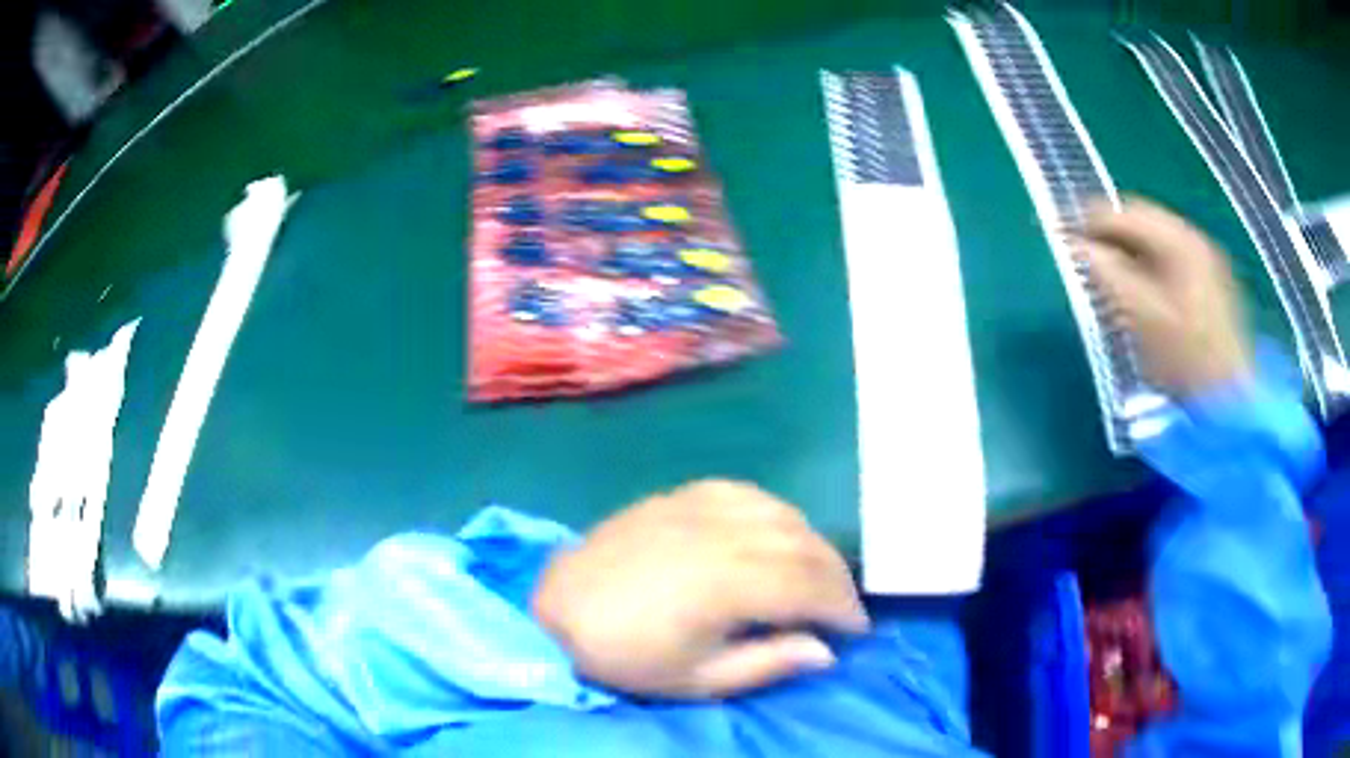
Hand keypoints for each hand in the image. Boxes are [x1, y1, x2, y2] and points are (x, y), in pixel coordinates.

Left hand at [530, 480, 868, 698]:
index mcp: (727, 585)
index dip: (843, 608)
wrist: (560, 608)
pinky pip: (748, 493)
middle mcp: (722, 535)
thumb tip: (825, 652)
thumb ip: (766, 664)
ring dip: (813, 543)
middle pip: (804, 546)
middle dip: (836, 577)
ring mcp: (700, 507)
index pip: (810, 587)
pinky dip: (776, 513)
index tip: (858, 629)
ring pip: (783, 514)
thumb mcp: (696, 681)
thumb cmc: (626, 655)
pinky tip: (776, 533)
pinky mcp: (681, 494)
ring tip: (818, 574)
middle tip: (844, 606)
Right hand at [1080, 198, 1251, 396]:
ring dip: (1130, 252)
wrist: (1230, 404)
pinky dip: (1151, 267)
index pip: (1126, 214)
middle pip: (1144, 222)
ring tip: (1108, 274)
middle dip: (1111, 236)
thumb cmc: (1185, 361)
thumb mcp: (1140, 317)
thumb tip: (1075, 246)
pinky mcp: (1213, 286)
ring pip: (1158, 243)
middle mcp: (1195, 240)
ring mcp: (1208, 263)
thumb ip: (1106, 274)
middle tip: (1084, 255)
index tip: (1064, 234)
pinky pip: (1173, 261)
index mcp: (1180, 241)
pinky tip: (1142, 292)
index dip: (1090, 221)